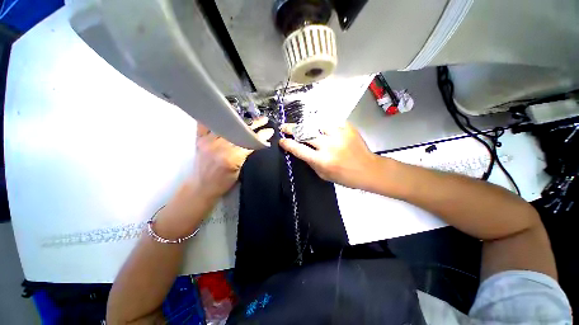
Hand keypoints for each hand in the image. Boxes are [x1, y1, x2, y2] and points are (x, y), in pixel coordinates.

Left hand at [157, 117, 273, 237]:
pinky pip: (205, 124)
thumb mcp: (239, 171)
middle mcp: (218, 147)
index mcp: (231, 158)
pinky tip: (223, 112)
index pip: (249, 143)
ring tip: (249, 118)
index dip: (260, 136)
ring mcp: (207, 141)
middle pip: (239, 131)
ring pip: (226, 125)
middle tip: (263, 120)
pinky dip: (214, 117)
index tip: (269, 131)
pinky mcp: (199, 139)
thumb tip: (257, 143)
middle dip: (253, 125)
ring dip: (239, 120)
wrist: (201, 187)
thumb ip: (247, 155)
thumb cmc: (222, 183)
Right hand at [279, 122, 379, 190]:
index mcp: (322, 160)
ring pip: (316, 124)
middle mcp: (328, 146)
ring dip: (307, 125)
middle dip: (291, 129)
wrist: (368, 169)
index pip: (299, 149)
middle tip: (285, 127)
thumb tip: (300, 150)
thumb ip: (311, 162)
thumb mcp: (323, 175)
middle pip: (305, 133)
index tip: (281, 140)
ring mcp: (338, 135)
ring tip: (304, 126)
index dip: (287, 144)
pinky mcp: (347, 128)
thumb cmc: (344, 176)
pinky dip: (323, 124)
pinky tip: (321, 127)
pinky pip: (330, 122)